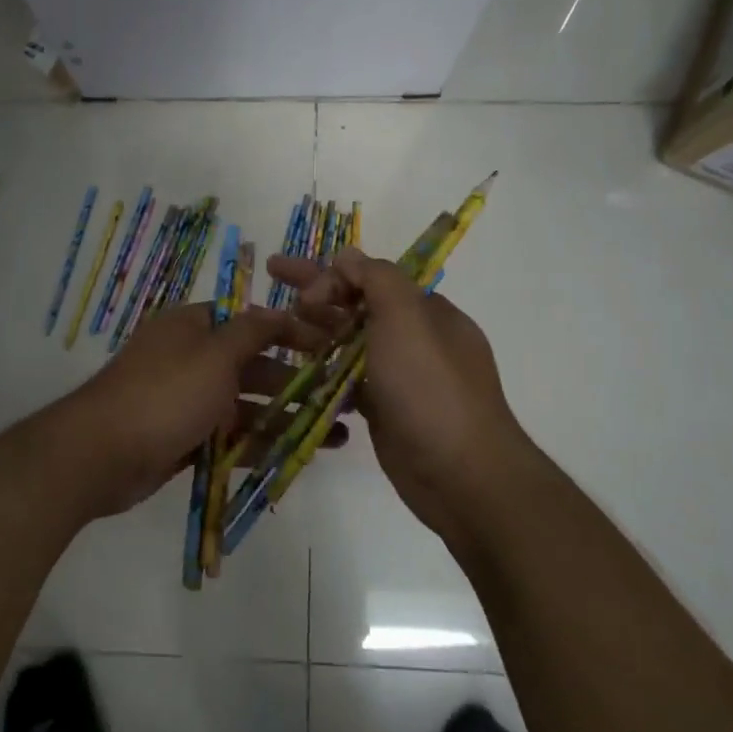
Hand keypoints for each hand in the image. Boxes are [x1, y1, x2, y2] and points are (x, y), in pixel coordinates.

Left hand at [38, 302, 345, 522]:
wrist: (102, 455)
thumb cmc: (165, 394)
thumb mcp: (215, 354)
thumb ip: (252, 332)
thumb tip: (278, 310)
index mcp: (193, 328)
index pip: (250, 322)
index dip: (290, 332)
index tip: (330, 347)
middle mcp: (191, 360)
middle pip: (252, 366)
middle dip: (296, 381)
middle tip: (340, 397)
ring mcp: (187, 402)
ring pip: (246, 405)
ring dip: (287, 417)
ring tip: (335, 433)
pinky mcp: (186, 439)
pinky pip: (231, 438)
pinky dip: (262, 444)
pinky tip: (299, 453)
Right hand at [266, 248, 532, 538]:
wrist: (460, 473)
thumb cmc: (431, 389)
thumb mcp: (407, 318)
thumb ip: (377, 279)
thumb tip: (348, 257)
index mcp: (426, 311)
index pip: (373, 277)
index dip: (333, 275)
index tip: (302, 294)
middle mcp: (414, 339)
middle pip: (356, 304)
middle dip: (315, 290)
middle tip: (272, 274)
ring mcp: (400, 377)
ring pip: (350, 343)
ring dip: (315, 330)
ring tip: (275, 328)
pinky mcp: (385, 410)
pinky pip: (349, 380)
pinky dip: (325, 371)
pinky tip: (296, 370)